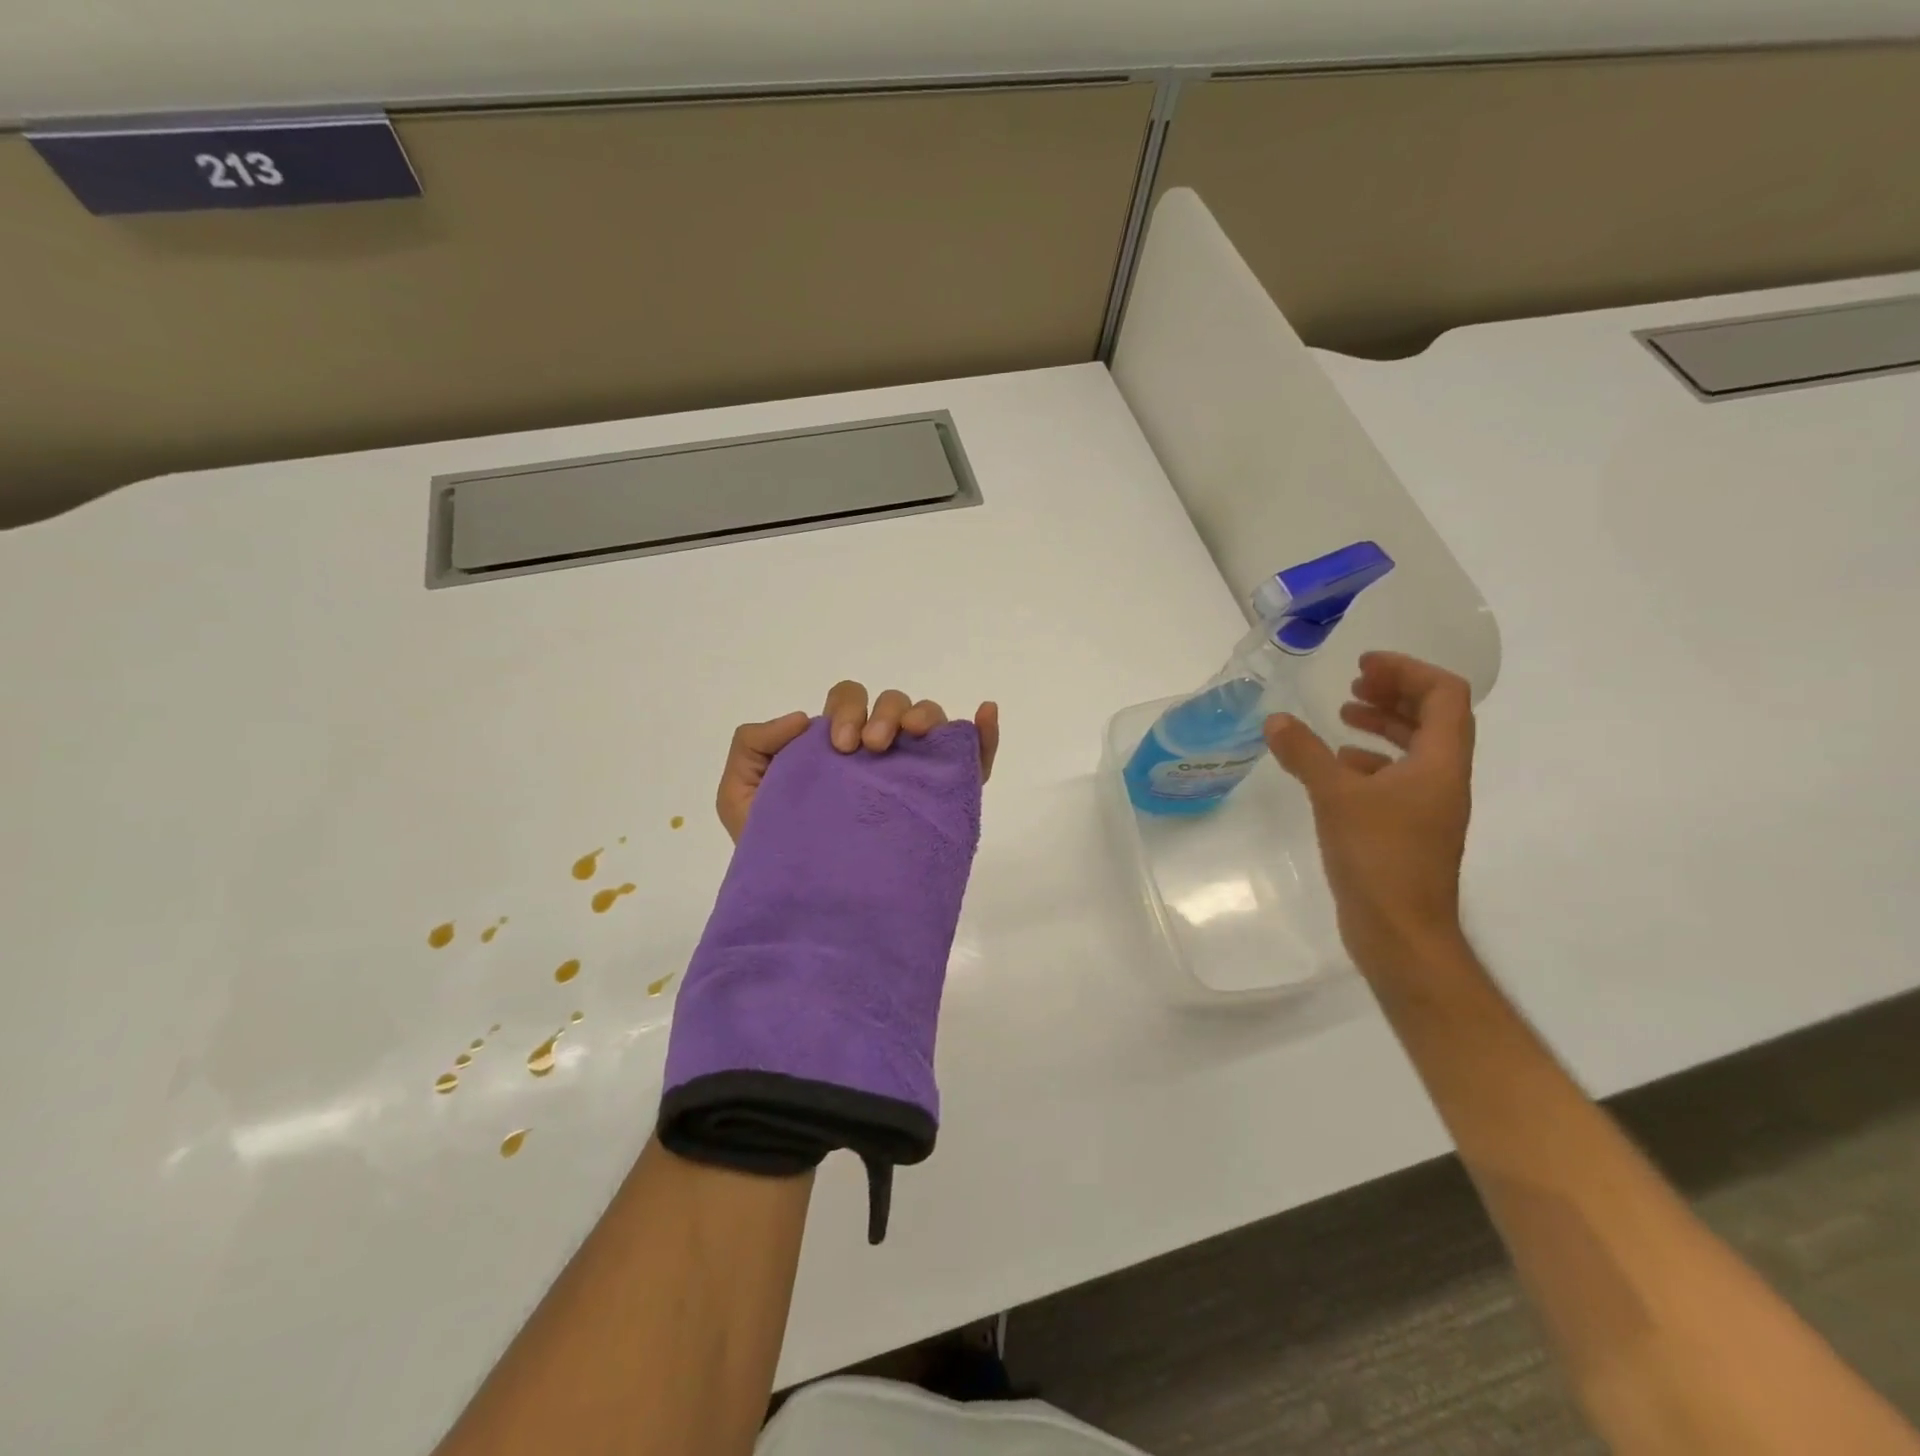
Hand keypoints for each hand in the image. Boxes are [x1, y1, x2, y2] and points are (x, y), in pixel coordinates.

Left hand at [715, 681, 1000, 843]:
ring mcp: (912, 774)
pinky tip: (984, 713)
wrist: (805, 905)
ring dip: (925, 715)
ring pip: (930, 721)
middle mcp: (878, 754)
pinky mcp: (943, 800)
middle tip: (872, 748)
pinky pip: (971, 757)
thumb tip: (800, 719)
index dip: (848, 710)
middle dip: (885, 713)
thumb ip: (751, 746)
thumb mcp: (739, 798)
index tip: (841, 747)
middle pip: (892, 704)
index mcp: (836, 746)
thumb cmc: (775, 851)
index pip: (850, 703)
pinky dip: (983, 733)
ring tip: (913, 736)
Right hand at [1264, 652, 1473, 977]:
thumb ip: (1305, 755)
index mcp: (1440, 763)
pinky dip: (1369, 761)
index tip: (1364, 665)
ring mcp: (1427, 806)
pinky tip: (1337, 767)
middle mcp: (1442, 778)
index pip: (1445, 695)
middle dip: (1395, 693)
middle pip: (1434, 717)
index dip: (1407, 670)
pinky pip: (1395, 778)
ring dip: (1383, 724)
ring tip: (1343, 716)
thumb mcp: (1336, 797)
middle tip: (1354, 684)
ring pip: (1415, 748)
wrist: (1400, 932)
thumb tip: (1276, 721)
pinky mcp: (1407, 828)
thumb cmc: (1379, 858)